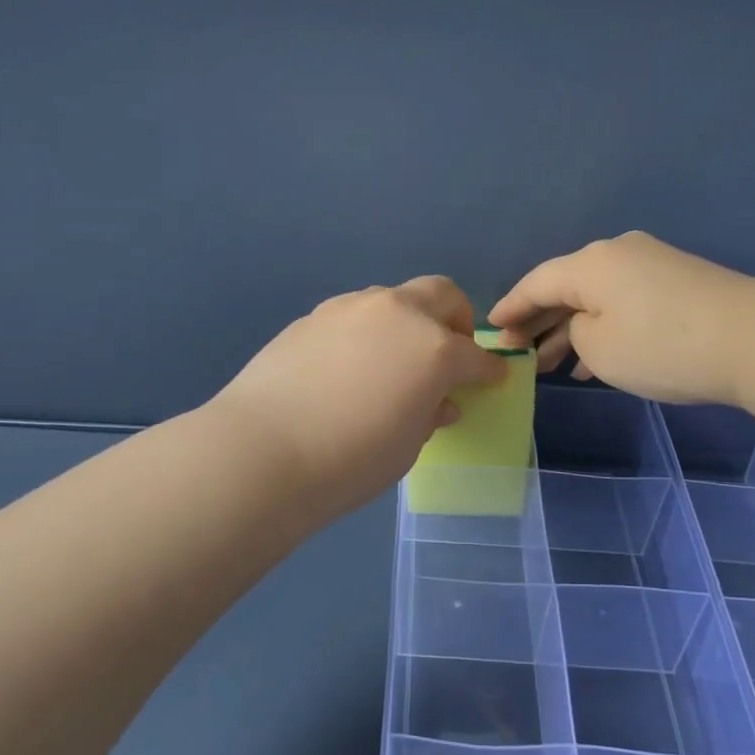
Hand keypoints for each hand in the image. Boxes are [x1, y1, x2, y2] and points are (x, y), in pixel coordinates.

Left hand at [211, 277, 506, 521]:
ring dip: (406, 323)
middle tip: (448, 354)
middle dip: (455, 320)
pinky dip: (366, 333)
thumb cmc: (350, 460)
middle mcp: (396, 313)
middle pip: (442, 294)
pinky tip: (347, 367)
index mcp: (432, 347)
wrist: (263, 450)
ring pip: (393, 300)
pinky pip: (354, 316)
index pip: (475, 355)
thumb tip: (436, 401)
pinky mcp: (313, 316)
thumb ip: (430, 413)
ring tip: (390, 362)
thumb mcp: (408, 445)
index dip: (488, 370)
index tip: (491, 380)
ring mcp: (350, 308)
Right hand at [490, 231, 754, 404]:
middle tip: (518, 354)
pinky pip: (624, 301)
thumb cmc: (663, 345)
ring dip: (572, 329)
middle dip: (539, 321)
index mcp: (590, 263)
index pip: (536, 283)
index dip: (511, 307)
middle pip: (565, 287)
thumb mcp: (600, 348)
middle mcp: (617, 253)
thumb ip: (575, 333)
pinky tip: (595, 361)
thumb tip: (586, 324)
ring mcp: (652, 264)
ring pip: (596, 296)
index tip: (491, 329)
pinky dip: (605, 327)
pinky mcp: (678, 281)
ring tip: (551, 365)